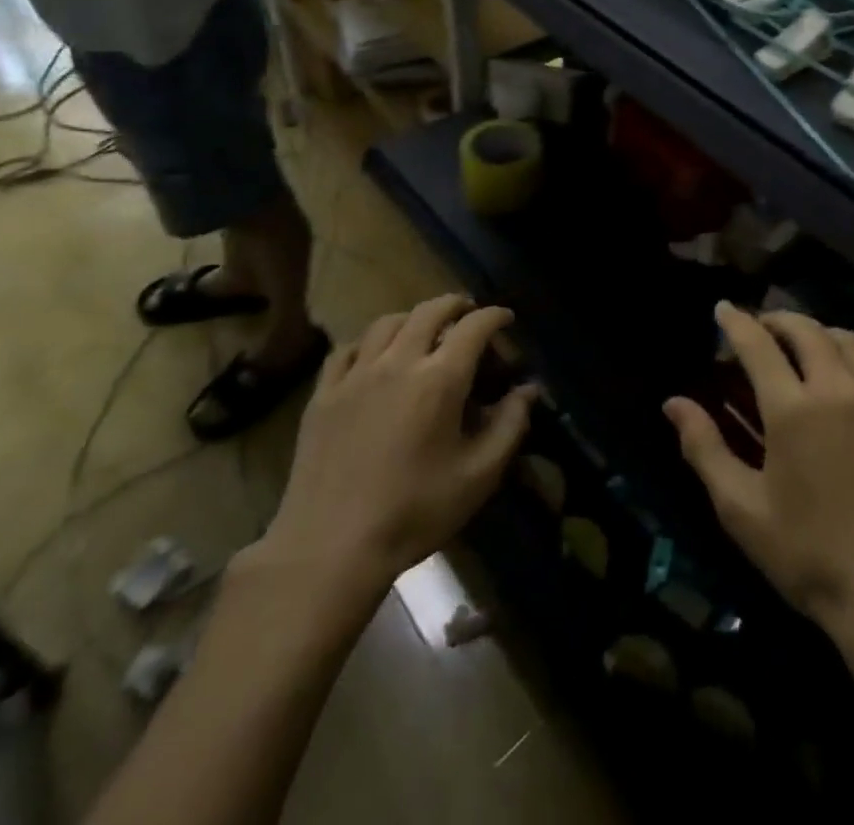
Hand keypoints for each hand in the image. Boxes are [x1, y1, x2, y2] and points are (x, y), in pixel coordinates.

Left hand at [247, 295, 537, 601]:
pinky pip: (348, 350)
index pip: (474, 326)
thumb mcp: (479, 475)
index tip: (506, 318)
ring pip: (387, 323)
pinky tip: (375, 356)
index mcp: (440, 379)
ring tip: (424, 329)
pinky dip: (370, 342)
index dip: (495, 316)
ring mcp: (355, 376)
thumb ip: (510, 425)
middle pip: (429, 311)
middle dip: (455, 305)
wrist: (330, 548)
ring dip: (413, 317)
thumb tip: (529, 389)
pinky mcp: (324, 395)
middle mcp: (398, 363)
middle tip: (469, 313)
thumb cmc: (415, 512)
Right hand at [664, 304, 853, 636]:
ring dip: (818, 332)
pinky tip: (848, 376)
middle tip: (758, 329)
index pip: (758, 345)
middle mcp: (838, 390)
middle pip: (806, 330)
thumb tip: (673, 403)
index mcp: (793, 409)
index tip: (721, 308)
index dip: (736, 322)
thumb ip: (704, 448)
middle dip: (777, 320)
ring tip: (801, 345)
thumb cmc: (809, 556)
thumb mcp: (741, 509)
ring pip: (849, 340)